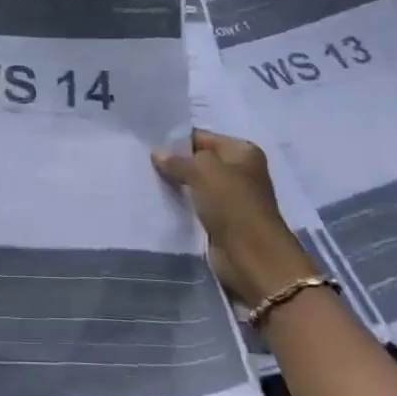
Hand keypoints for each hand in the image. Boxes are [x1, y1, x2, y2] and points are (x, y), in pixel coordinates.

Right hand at [152, 128, 318, 307]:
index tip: (148, 145)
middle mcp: (239, 172)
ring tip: (147, 181)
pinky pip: (195, 206)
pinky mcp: (221, 221)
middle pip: (199, 161)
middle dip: (175, 163)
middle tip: (143, 164)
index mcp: (242, 152)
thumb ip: (178, 160)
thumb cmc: (233, 205)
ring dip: (176, 185)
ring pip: (195, 185)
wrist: (252, 257)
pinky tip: (159, 202)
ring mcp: (231, 198)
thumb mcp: (204, 171)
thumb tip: (157, 152)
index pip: (202, 137)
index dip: (176, 141)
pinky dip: (181, 205)